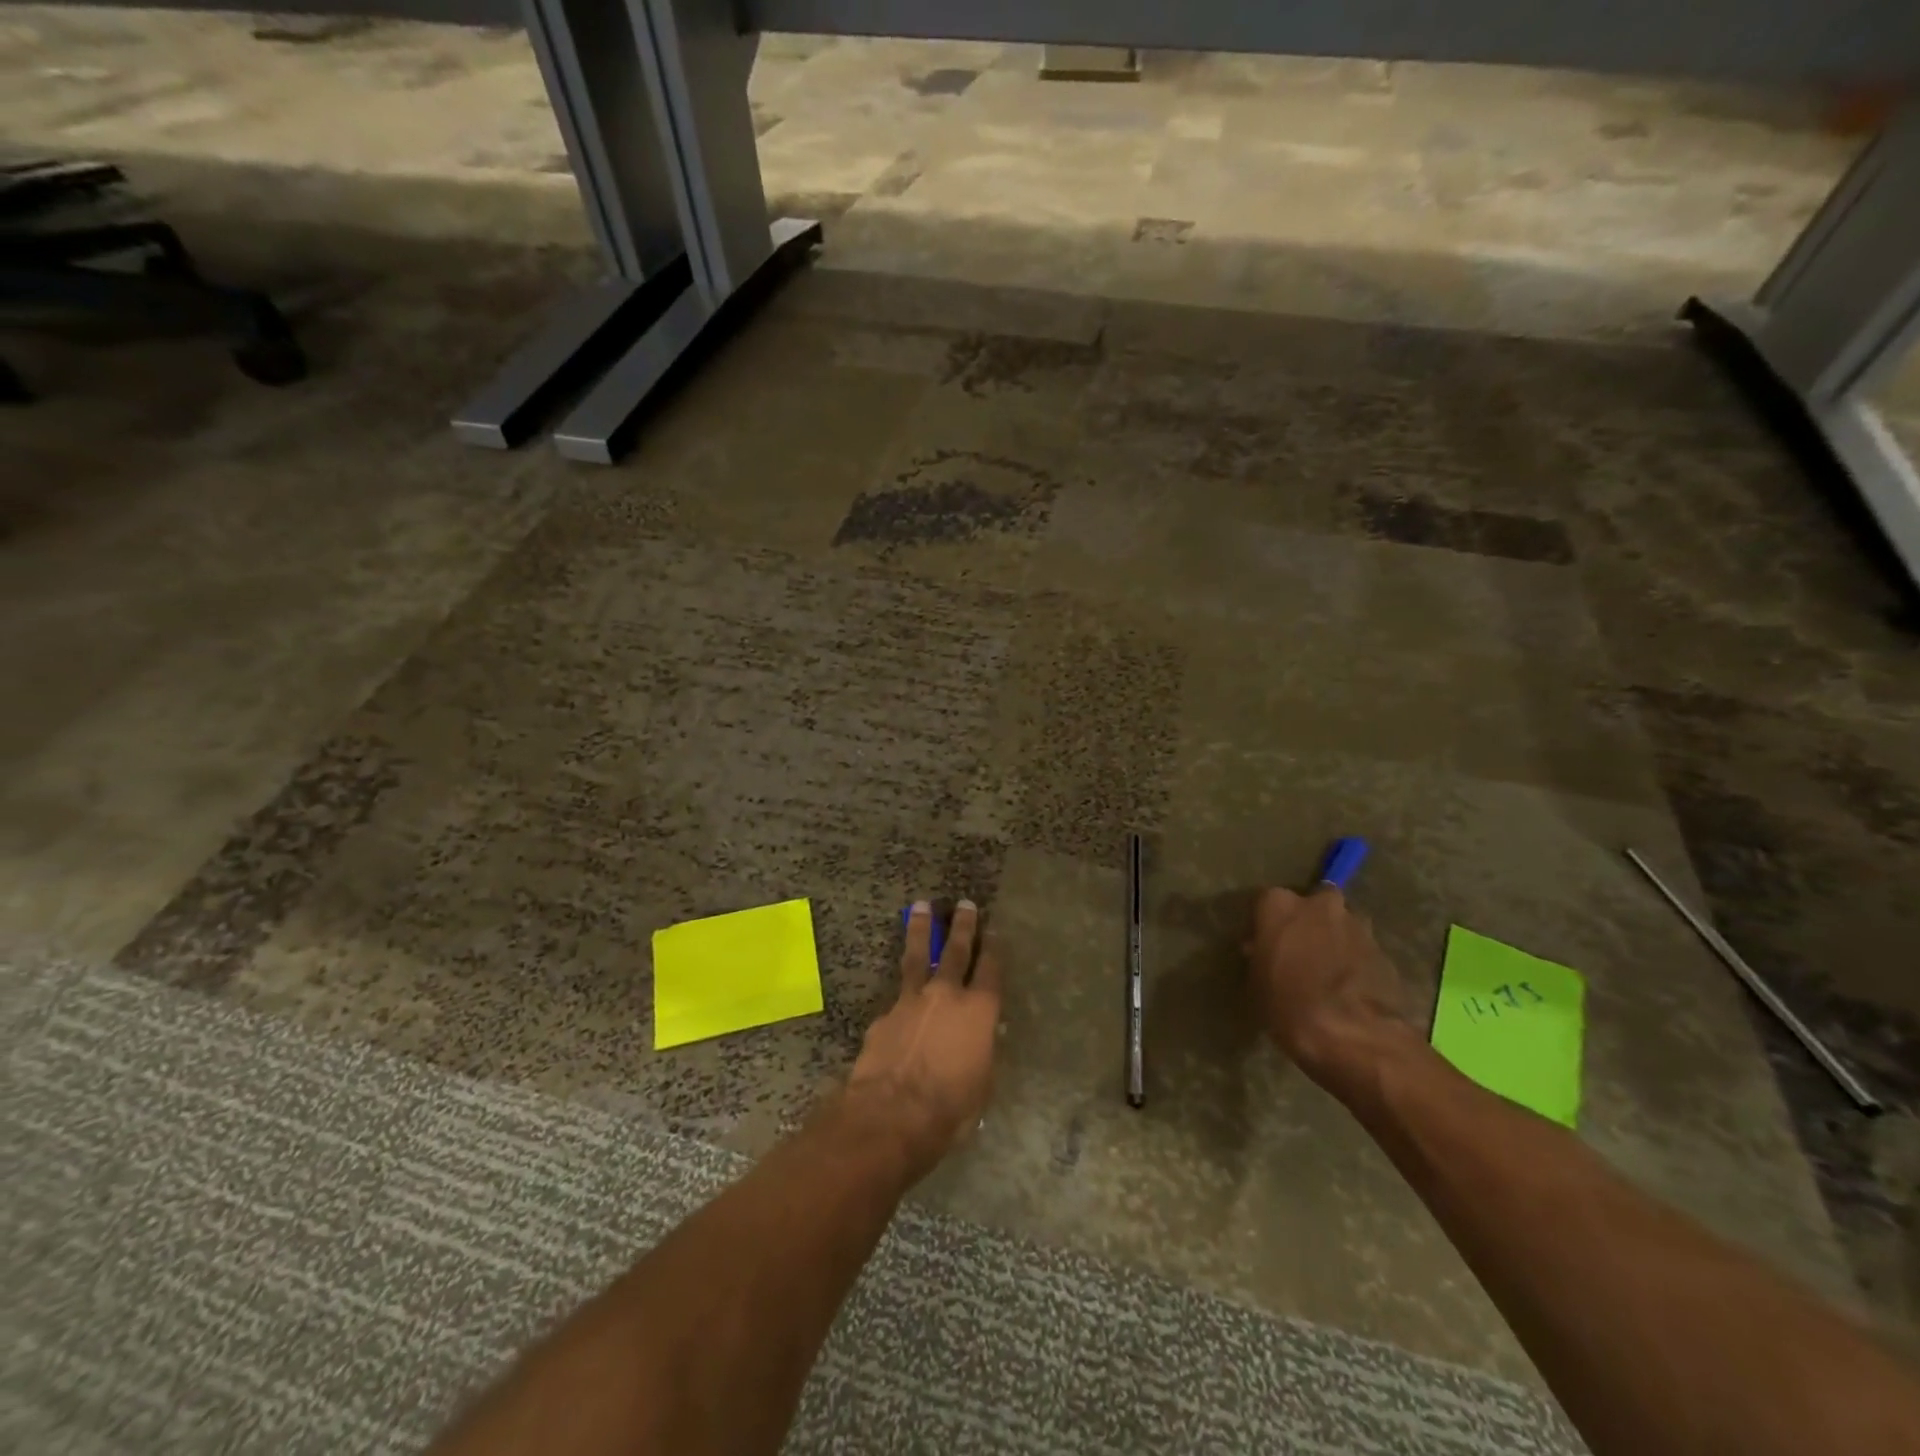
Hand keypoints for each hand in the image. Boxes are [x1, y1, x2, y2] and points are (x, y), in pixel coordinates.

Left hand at [846, 900, 1003, 1176]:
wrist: (891, 1114)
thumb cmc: (949, 1108)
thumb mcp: (982, 1084)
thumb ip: (981, 1051)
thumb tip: (981, 1037)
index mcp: (979, 1010)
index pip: (990, 969)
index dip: (993, 949)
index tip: (994, 931)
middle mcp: (947, 994)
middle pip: (956, 950)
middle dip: (962, 925)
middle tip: (964, 904)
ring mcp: (911, 999)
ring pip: (917, 955)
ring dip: (920, 929)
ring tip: (920, 907)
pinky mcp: (885, 1013)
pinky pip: (897, 996)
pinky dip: (902, 991)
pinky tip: (900, 998)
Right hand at [1247, 886, 1416, 1088]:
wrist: (1354, 1037)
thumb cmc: (1289, 1006)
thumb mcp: (1257, 984)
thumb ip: (1260, 956)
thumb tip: (1260, 950)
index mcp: (1280, 905)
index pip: (1265, 902)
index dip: (1265, 924)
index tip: (1263, 946)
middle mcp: (1319, 905)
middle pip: (1312, 905)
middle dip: (1308, 924)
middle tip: (1300, 953)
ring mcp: (1357, 925)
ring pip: (1342, 925)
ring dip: (1335, 941)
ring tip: (1328, 974)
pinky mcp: (1385, 951)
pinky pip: (1362, 950)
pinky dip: (1356, 962)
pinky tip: (1349, 989)